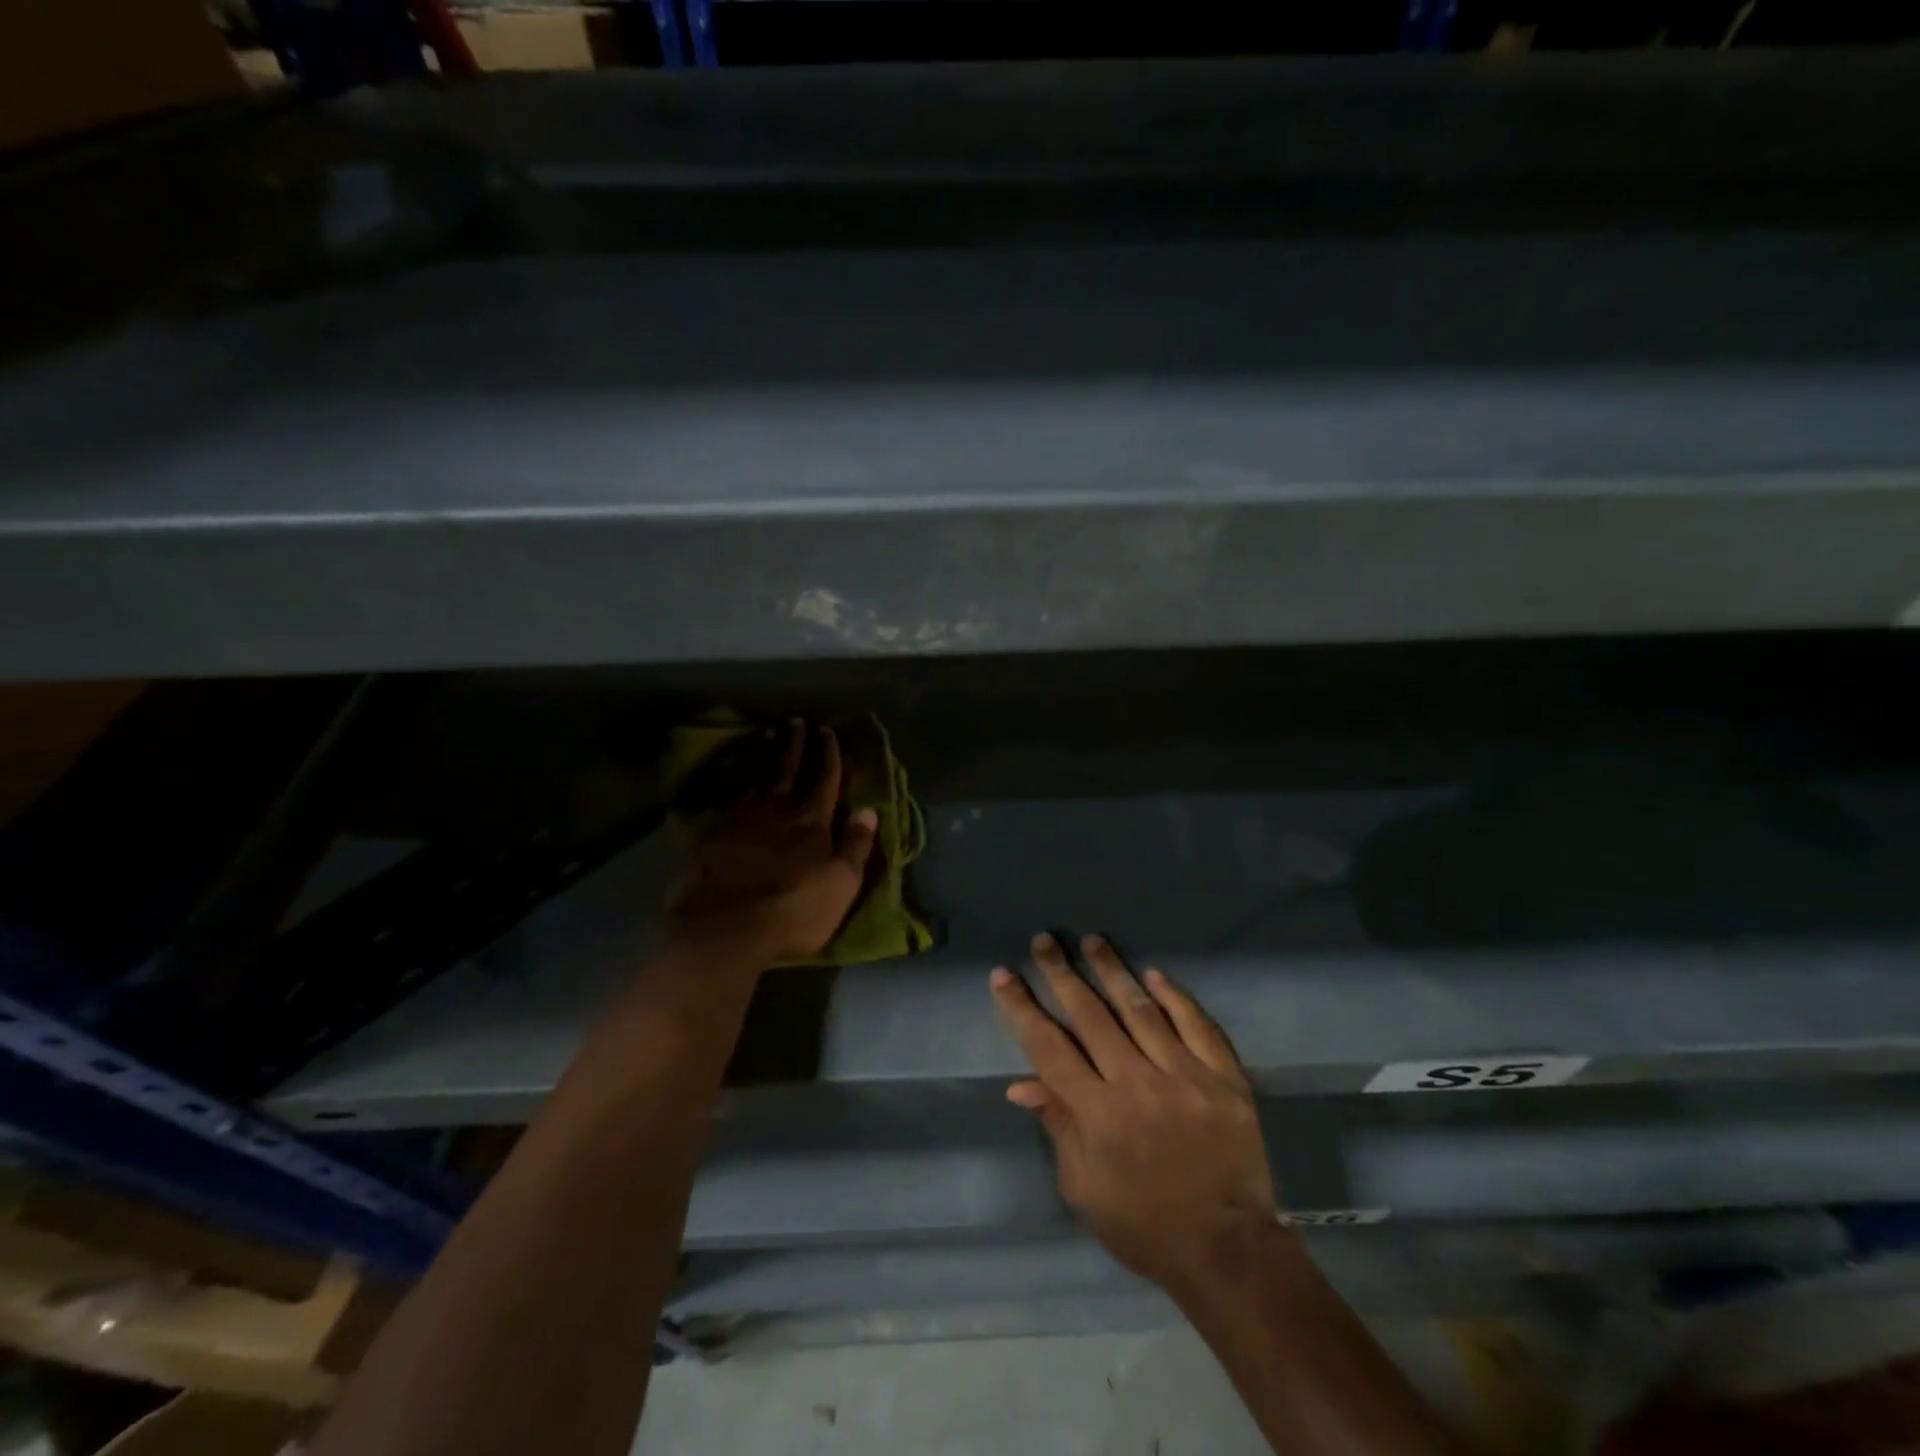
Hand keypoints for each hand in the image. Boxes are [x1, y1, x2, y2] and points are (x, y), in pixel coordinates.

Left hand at [665, 722, 878, 968]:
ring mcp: (741, 817)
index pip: (824, 780)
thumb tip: (868, 811)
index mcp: (812, 822)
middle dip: (795, 744)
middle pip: (788, 769)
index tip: (827, 732)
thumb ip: (855, 846)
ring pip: (755, 775)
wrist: (723, 927)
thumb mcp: (840, 885)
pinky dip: (733, 775)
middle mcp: (777, 810)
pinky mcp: (712, 831)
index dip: (828, 755)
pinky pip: (727, 792)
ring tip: (767, 733)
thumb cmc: (792, 912)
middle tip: (797, 721)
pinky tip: (732, 768)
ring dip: (763, 752)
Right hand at [990, 933, 1276, 1291]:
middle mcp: (1138, 1084)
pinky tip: (1155, 974)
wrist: (1228, 1251)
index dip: (1023, 1008)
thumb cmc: (1144, 1225)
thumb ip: (1058, 1126)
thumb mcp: (1084, 1188)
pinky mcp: (1225, 1079)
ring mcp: (1185, 1076)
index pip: (1048, 1047)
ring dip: (1113, 972)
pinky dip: (1175, 997)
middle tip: (1045, 940)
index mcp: (1098, 1114)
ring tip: (1093, 941)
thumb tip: (1022, 1083)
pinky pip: (1197, 1026)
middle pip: (1091, 1016)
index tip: (1003, 974)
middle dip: (1062, 974)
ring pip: (1141, 1010)